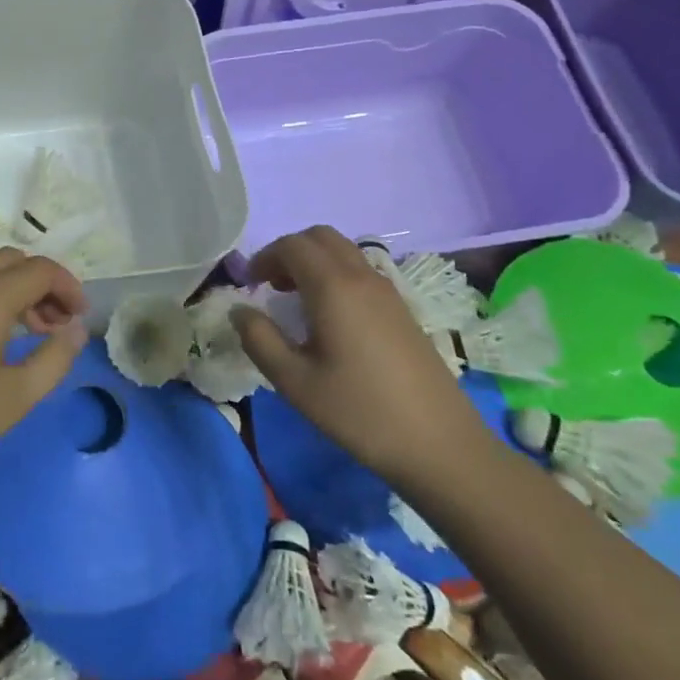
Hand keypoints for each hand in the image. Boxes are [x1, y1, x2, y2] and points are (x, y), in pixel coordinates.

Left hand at [0, 248, 88, 511]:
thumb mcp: (15, 397)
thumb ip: (55, 357)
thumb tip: (77, 329)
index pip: (38, 270)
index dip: (68, 287)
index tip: (81, 317)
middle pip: (12, 261)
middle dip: (43, 283)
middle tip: (60, 321)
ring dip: (17, 290)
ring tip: (37, 331)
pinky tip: (0, 338)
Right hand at [233, 226, 494, 494]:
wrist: (440, 443)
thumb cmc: (359, 411)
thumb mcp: (295, 381)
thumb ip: (259, 339)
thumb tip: (239, 310)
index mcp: (333, 287)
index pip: (292, 245)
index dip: (264, 257)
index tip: (249, 285)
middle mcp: (362, 277)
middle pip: (320, 237)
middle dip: (289, 251)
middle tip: (270, 285)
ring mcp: (387, 291)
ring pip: (344, 251)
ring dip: (314, 261)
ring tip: (296, 300)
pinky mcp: (402, 309)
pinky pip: (361, 271)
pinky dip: (336, 275)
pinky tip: (329, 318)